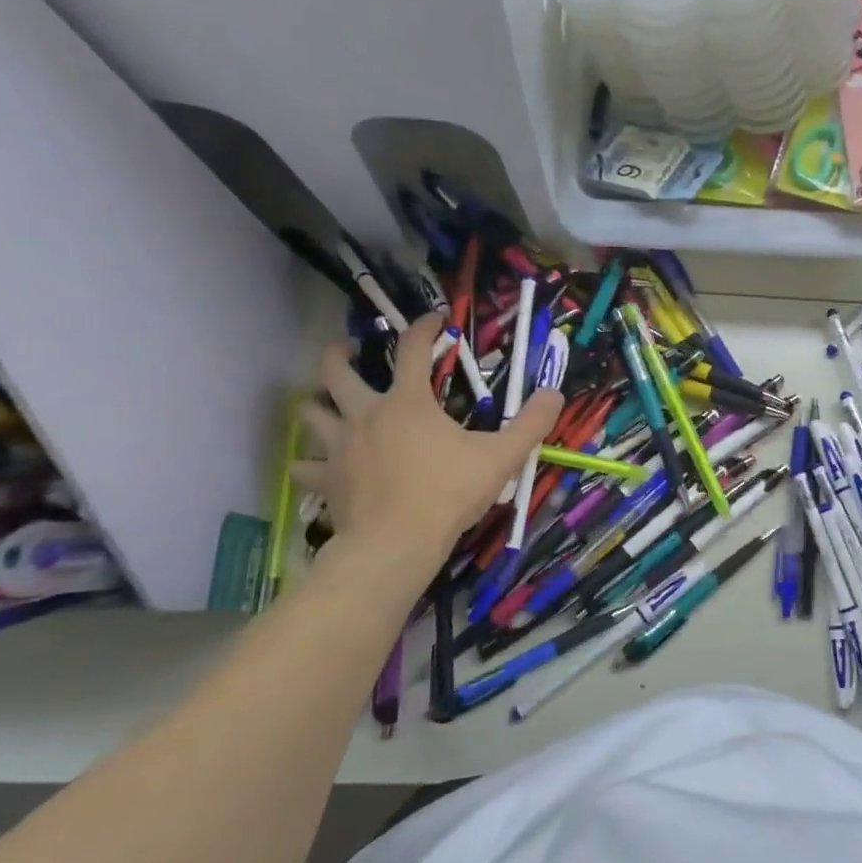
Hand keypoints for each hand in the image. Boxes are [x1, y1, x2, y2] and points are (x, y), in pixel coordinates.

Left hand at [292, 313, 562, 566]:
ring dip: (316, 404)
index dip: (424, 328)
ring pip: (311, 413)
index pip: (413, 349)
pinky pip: (306, 467)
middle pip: (337, 371)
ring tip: (327, 404)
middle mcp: (366, 415)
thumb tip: (555, 393)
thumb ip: (530, 424)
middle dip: (339, 354)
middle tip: (350, 351)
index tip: (435, 320)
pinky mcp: (326, 481)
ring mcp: (340, 448)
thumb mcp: (501, 457)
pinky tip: (315, 466)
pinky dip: (308, 463)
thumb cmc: (449, 493)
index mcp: (407, 403)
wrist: (397, 543)